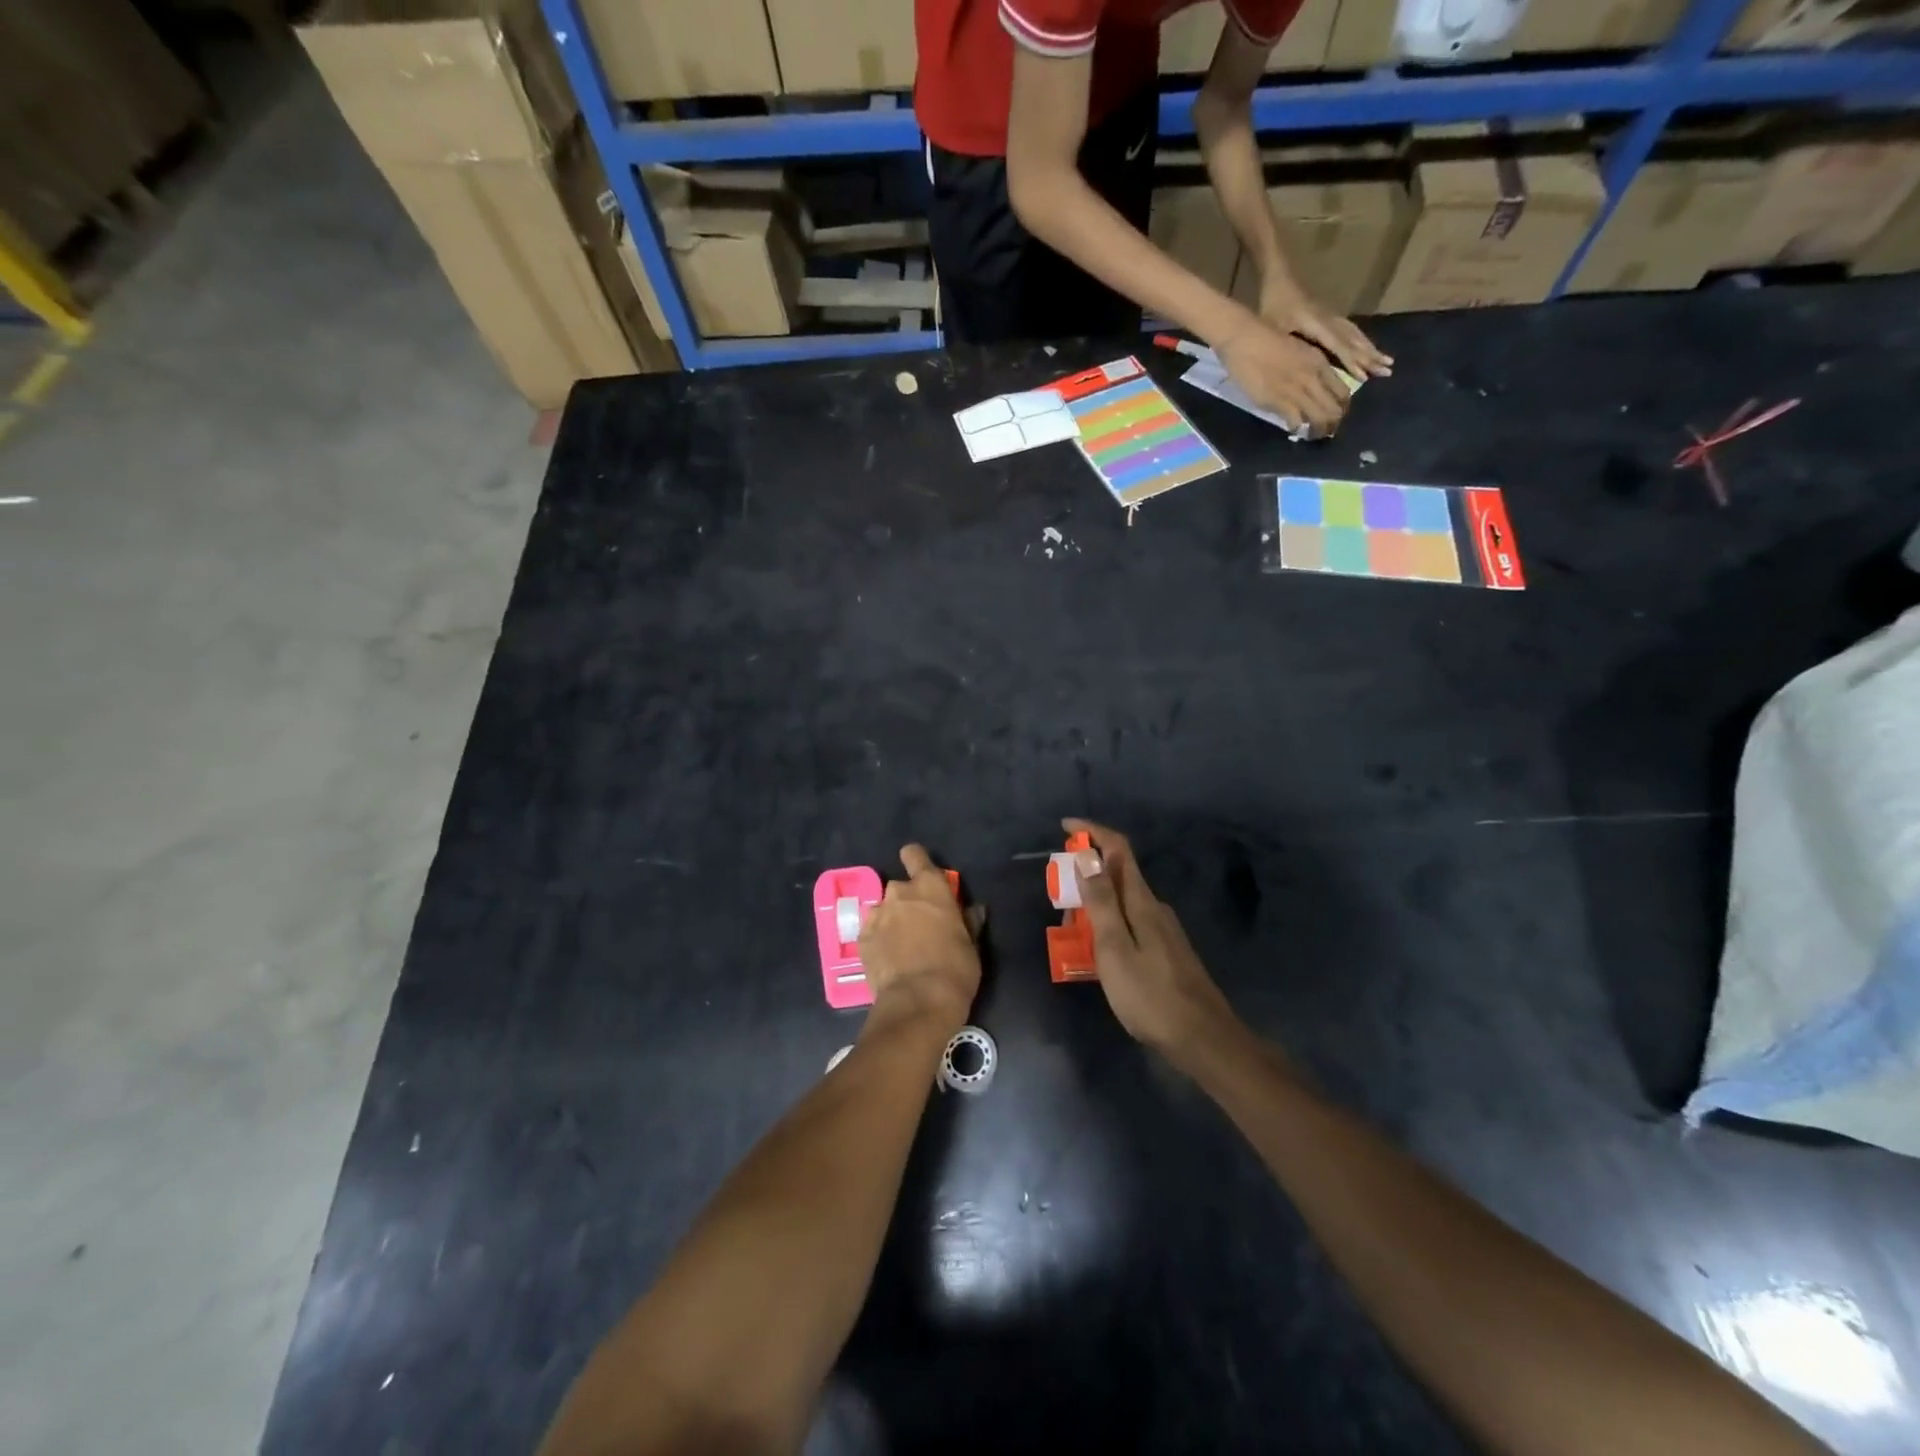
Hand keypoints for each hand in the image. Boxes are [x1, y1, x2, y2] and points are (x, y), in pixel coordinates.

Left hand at [857, 844, 980, 1031]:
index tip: (922, 877)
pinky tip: (888, 959)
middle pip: (899, 886)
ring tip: (901, 946)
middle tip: (918, 925)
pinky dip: (878, 940)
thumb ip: (968, 921)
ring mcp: (877, 915)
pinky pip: (871, 931)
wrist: (918, 1002)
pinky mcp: (861, 939)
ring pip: (883, 909)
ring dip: (891, 920)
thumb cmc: (955, 968)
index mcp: (930, 887)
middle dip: (907, 901)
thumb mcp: (971, 944)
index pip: (914, 854)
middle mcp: (899, 893)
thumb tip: (974, 909)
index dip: (916, 861)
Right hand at [1062, 818, 1239, 1068]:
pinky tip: (1098, 955)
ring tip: (1072, 936)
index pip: (1119, 849)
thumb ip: (1100, 901)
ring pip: (1122, 903)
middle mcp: (1154, 907)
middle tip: (1060, 903)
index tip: (1065, 826)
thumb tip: (1087, 854)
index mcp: (1141, 901)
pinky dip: (1107, 926)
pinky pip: (1129, 924)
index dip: (1093, 832)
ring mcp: (1163, 930)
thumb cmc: (1150, 996)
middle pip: (1118, 875)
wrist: (1203, 1039)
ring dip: (1094, 906)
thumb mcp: (1114, 948)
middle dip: (1085, 877)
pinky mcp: (1165, 951)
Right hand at [1216, 316, 1354, 436]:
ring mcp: (1296, 391)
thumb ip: (1308, 368)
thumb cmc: (1267, 339)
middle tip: (1325, 430)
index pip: (1342, 393)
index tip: (1335, 415)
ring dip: (1317, 431)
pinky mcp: (1278, 402)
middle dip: (1332, 424)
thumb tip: (1311, 387)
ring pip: (1319, 419)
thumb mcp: (1298, 350)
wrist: (1244, 339)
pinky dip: (1297, 429)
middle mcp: (1312, 379)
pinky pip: (1296, 422)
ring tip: (1311, 434)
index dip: (1341, 408)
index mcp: (1320, 364)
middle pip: (1334, 410)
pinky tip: (1293, 429)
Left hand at [1259, 279, 1393, 381]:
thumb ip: (1288, 345)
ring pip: (1355, 335)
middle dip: (1370, 357)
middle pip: (1353, 341)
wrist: (1279, 279)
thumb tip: (1300, 368)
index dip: (1351, 362)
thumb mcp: (1275, 327)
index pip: (1339, 346)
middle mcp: (1330, 321)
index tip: (1364, 377)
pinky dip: (1361, 341)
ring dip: (1370, 349)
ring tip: (1386, 362)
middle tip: (1387, 371)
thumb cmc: (1273, 306)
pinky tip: (1368, 349)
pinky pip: (1350, 331)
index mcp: (1318, 325)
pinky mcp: (1329, 317)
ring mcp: (1331, 318)